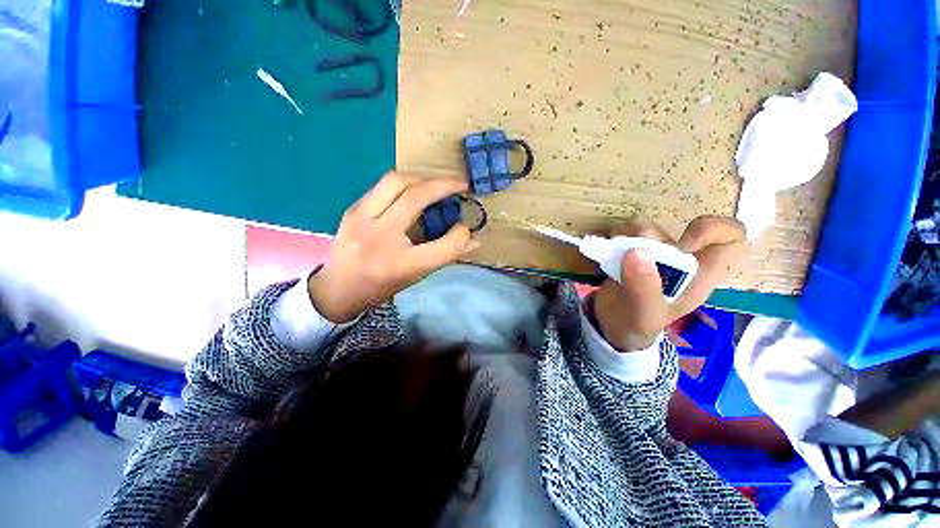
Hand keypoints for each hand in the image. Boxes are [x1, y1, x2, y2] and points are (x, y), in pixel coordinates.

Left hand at [308, 172, 478, 322]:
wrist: (338, 287)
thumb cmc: (382, 286)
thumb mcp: (417, 276)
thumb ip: (446, 256)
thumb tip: (473, 241)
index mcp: (401, 266)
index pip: (443, 246)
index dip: (461, 235)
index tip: (466, 227)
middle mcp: (380, 239)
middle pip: (416, 197)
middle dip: (443, 184)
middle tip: (460, 184)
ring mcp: (361, 220)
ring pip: (396, 181)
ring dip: (423, 177)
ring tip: (437, 183)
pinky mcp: (352, 209)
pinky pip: (382, 186)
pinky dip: (405, 184)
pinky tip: (413, 190)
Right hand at [592, 216, 745, 350]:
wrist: (613, 325)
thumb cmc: (637, 323)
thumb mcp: (644, 312)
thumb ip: (644, 287)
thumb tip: (636, 252)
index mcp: (700, 275)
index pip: (730, 239)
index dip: (714, 230)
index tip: (684, 244)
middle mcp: (681, 259)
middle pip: (677, 229)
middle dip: (651, 238)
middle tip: (630, 256)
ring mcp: (654, 253)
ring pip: (648, 228)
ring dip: (628, 237)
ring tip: (614, 256)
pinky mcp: (631, 250)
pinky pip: (626, 232)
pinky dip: (615, 238)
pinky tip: (607, 253)